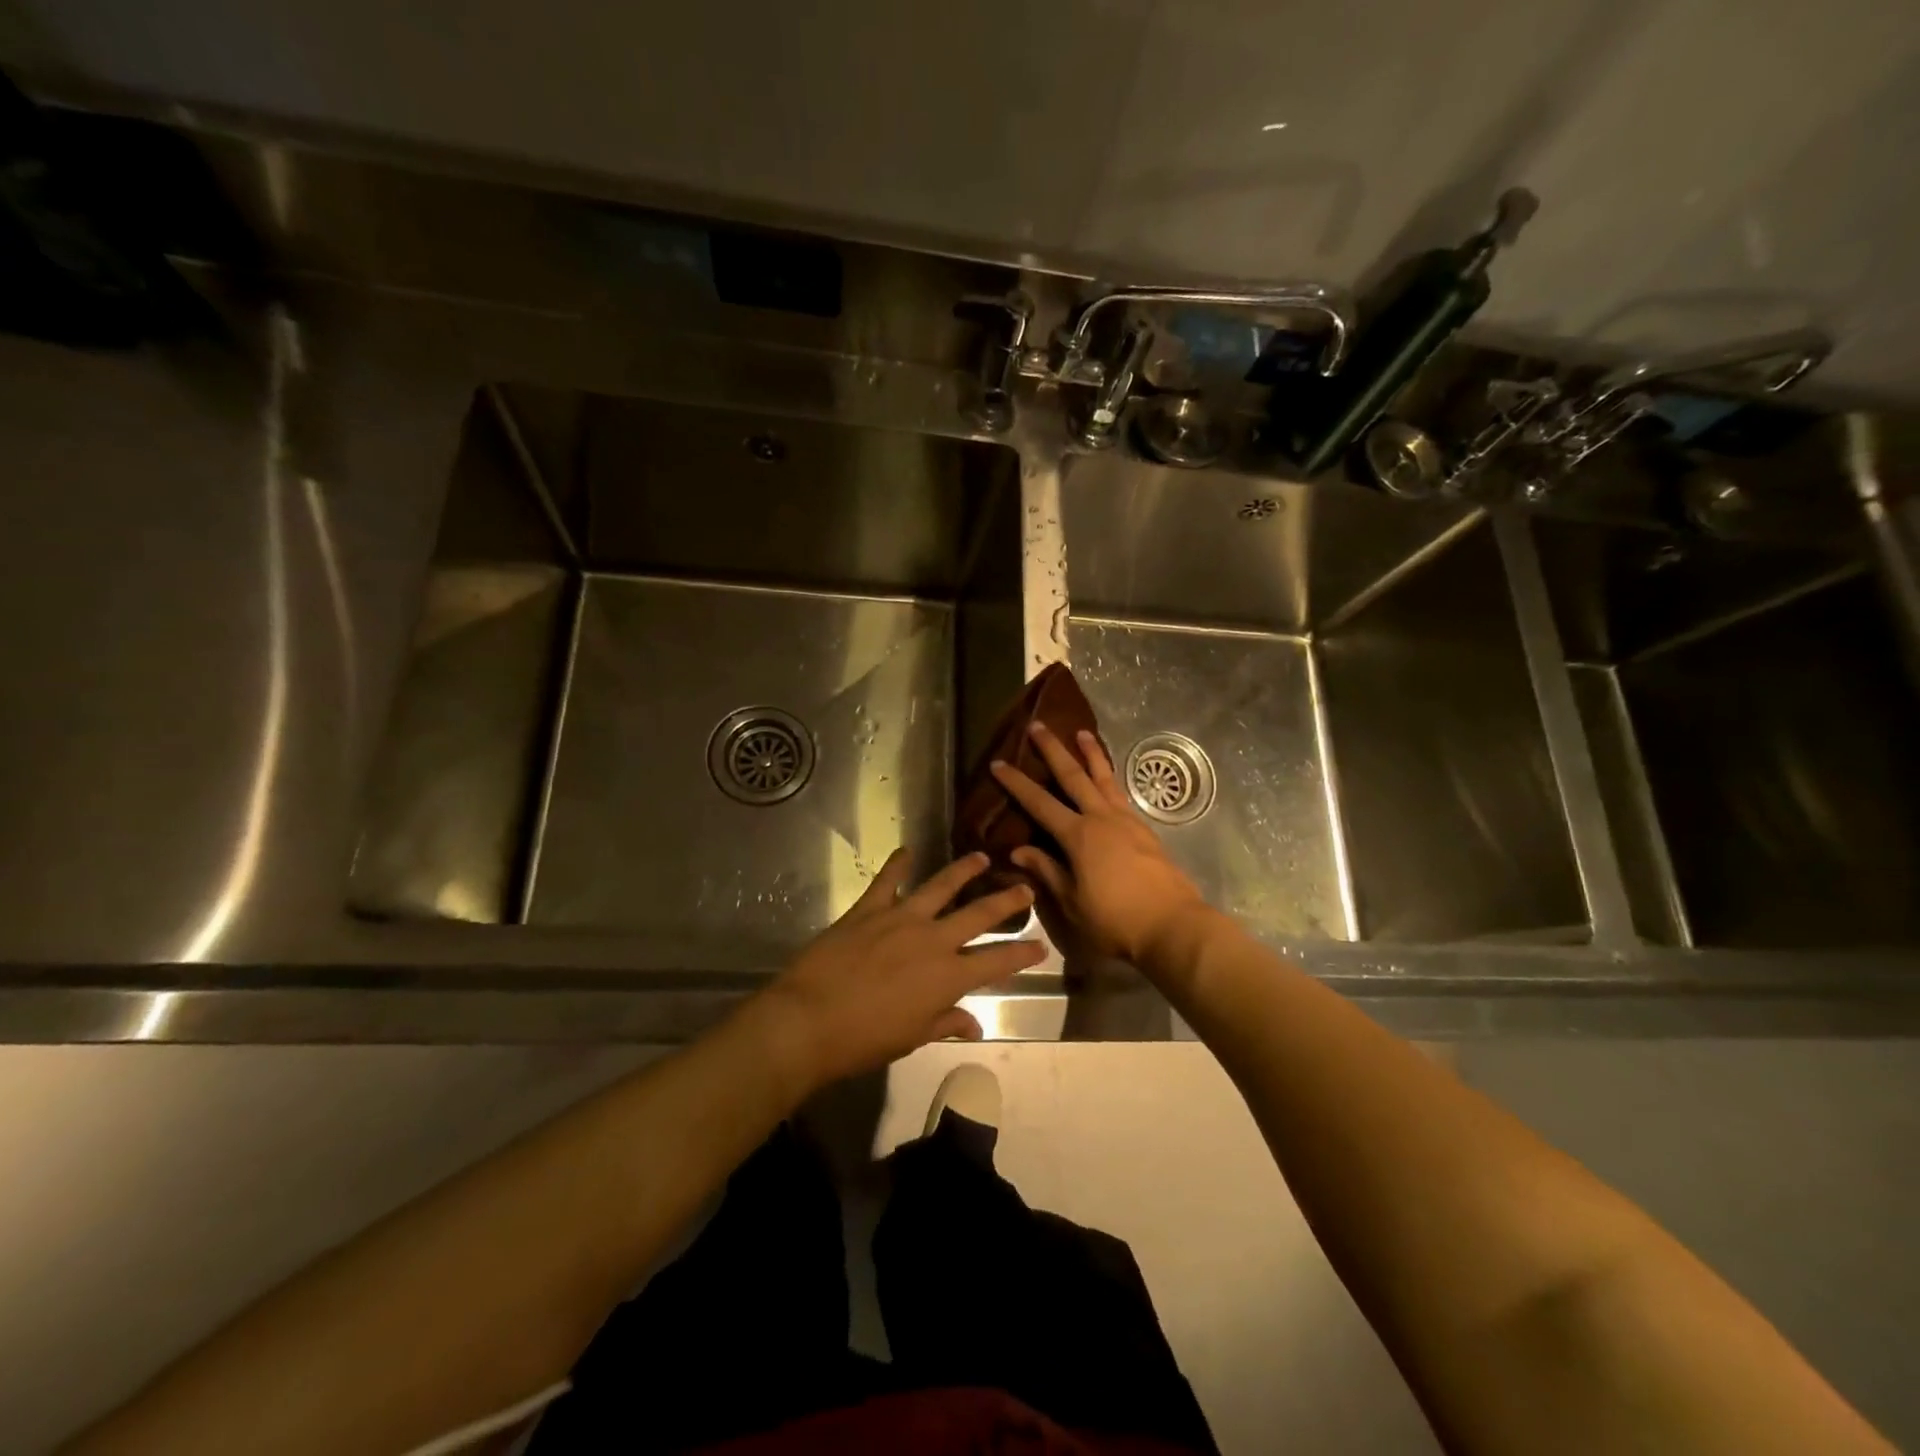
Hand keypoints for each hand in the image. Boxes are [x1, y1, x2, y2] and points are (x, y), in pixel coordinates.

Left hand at [744, 850, 1043, 1094]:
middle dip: (1006, 901)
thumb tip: (973, 1025)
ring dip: (963, 870)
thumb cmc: (864, 1040)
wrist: (809, 1020)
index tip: (1041, 946)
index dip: (1022, 954)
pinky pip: (887, 881)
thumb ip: (945, 1023)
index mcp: (947, 977)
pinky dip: (897, 864)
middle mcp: (932, 940)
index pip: (996, 963)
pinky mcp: (868, 910)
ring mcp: (900, 919)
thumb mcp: (912, 1038)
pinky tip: (906, 851)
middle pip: (978, 914)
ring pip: (940, 887)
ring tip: (980, 857)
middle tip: (1025, 888)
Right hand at [991, 723, 1206, 965]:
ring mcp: (1126, 821)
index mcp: (1078, 836)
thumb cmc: (1116, 920)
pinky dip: (1110, 777)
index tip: (998, 763)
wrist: (1173, 925)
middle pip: (1073, 776)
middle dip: (1053, 750)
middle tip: (1038, 725)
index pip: (1039, 803)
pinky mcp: (1144, 830)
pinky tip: (1107, 778)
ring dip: (1090, 754)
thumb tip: (1018, 850)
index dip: (1017, 783)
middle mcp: (1101, 818)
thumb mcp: (1073, 902)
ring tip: (1082, 733)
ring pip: (1104, 778)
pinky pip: (1120, 793)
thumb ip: (1047, 871)